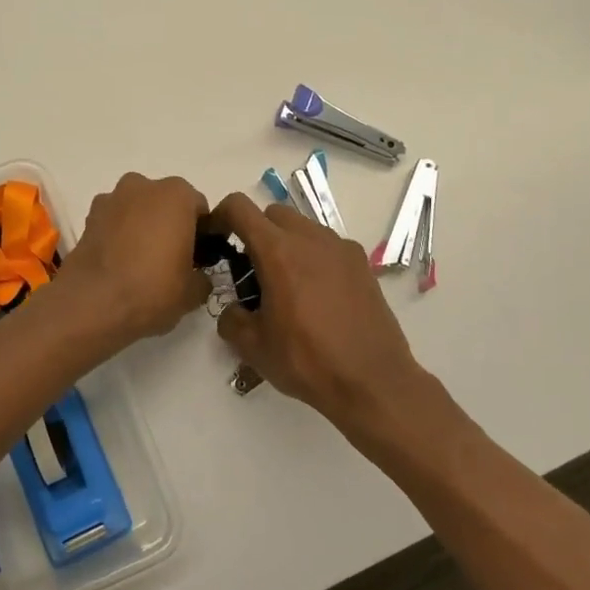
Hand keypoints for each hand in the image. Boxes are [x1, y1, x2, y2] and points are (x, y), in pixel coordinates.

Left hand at [55, 173, 211, 347]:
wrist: (92, 303)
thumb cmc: (152, 289)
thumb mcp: (193, 292)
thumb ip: (203, 277)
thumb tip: (198, 277)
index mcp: (176, 194)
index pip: (199, 209)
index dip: (202, 234)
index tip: (198, 259)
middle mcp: (143, 186)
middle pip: (165, 203)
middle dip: (170, 225)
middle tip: (171, 261)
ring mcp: (111, 198)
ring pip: (137, 209)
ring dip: (142, 227)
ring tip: (141, 263)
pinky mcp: (88, 217)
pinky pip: (114, 221)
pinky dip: (119, 235)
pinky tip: (119, 263)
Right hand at [210, 192, 437, 440]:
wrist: (373, 382)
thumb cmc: (307, 360)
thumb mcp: (253, 346)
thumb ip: (231, 319)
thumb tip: (234, 310)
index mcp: (278, 251)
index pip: (239, 207)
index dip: (220, 217)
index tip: (216, 241)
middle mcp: (310, 238)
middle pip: (272, 213)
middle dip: (255, 232)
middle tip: (251, 270)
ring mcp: (340, 248)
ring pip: (302, 227)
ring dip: (286, 244)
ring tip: (286, 286)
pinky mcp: (361, 263)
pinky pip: (327, 246)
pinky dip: (313, 257)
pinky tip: (316, 296)